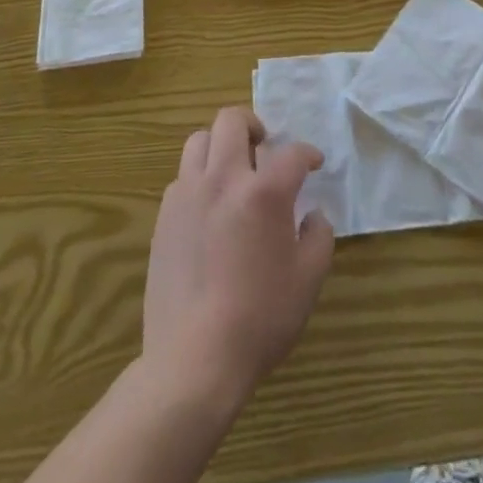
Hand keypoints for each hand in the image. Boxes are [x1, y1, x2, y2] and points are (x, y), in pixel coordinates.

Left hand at [143, 106, 334, 404]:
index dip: (308, 154)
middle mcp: (223, 179)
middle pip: (232, 121)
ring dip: (220, 146)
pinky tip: (209, 207)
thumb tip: (311, 216)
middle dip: (253, 125)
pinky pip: (181, 177)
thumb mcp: (308, 280)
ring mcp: (188, 195)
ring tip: (232, 171)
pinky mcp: (164, 218)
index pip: (292, 153)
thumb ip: (318, 236)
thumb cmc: (259, 319)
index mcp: (264, 192)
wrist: (193, 361)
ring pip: (199, 140)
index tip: (314, 164)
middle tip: (264, 147)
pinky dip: (199, 178)